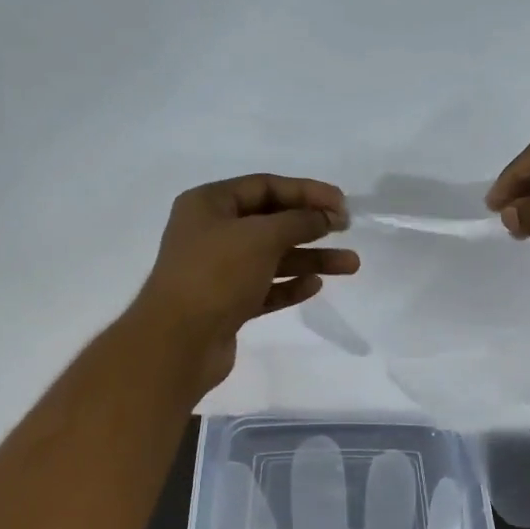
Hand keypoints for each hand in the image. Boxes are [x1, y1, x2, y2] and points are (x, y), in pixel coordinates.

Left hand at [130, 173, 357, 395]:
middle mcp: (212, 232)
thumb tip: (324, 217)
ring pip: (273, 257)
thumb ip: (298, 221)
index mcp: (209, 204)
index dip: (306, 191)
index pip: (265, 186)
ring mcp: (219, 270)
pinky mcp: (227, 304)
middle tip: (347, 229)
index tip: (342, 203)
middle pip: (271, 221)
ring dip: (311, 258)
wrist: (178, 342)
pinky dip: (290, 285)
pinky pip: (266, 287)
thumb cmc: (216, 275)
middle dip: (312, 225)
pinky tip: (315, 285)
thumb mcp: (261, 237)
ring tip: (350, 265)